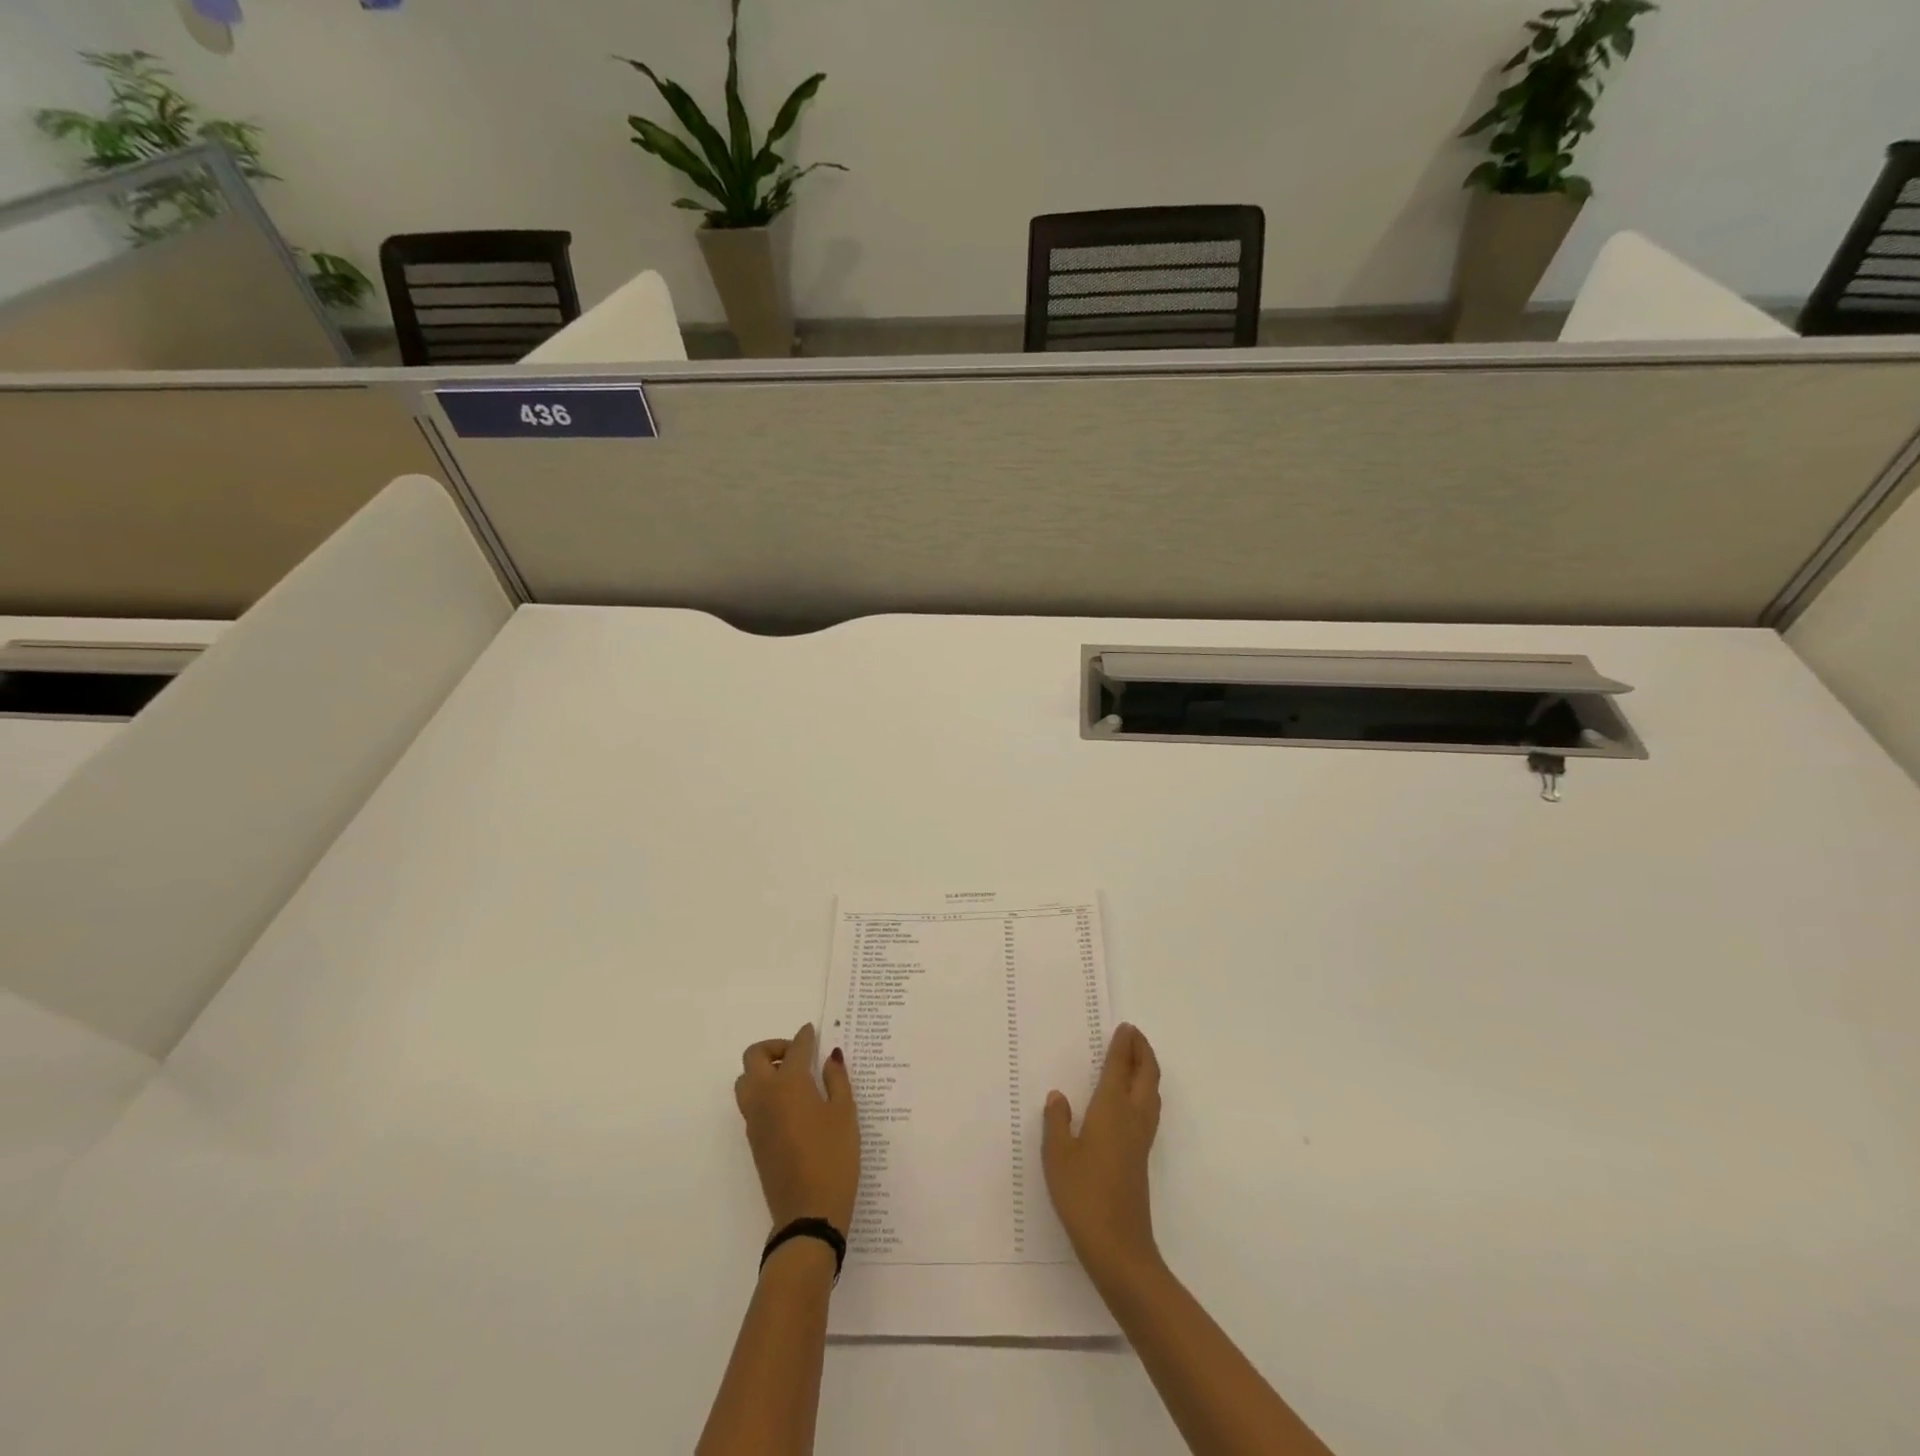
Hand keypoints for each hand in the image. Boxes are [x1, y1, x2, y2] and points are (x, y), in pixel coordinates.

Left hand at [733, 1023, 859, 1235]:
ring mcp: (754, 1120)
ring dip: (762, 1070)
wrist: (808, 1214)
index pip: (795, 1049)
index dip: (805, 1037)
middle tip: (798, 1055)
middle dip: (774, 1047)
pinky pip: (750, 1103)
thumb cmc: (833, 1158)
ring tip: (791, 1079)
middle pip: (754, 1057)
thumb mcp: (845, 1114)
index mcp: (789, 1084)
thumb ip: (837, 1080)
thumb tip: (830, 1057)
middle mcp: (765, 1096)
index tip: (812, 1032)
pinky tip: (789, 1105)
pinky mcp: (753, 1140)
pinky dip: (763, 1092)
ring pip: (745, 1081)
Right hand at [1042, 1022, 1162, 1282]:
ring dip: (1147, 1070)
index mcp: (1111, 1109)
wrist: (1119, 1246)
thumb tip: (1059, 1096)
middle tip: (1134, 1035)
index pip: (1120, 1068)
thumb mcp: (1057, 1156)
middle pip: (1146, 1075)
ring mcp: (1141, 1139)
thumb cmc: (1083, 1195)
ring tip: (1136, 1058)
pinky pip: (1148, 1109)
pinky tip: (1132, 1100)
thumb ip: (1057, 1122)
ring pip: (1152, 1093)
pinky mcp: (1141, 1157)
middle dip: (1143, 1051)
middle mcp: (1132, 1118)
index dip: (1123, 1046)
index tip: (1125, 1027)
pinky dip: (1145, 1091)